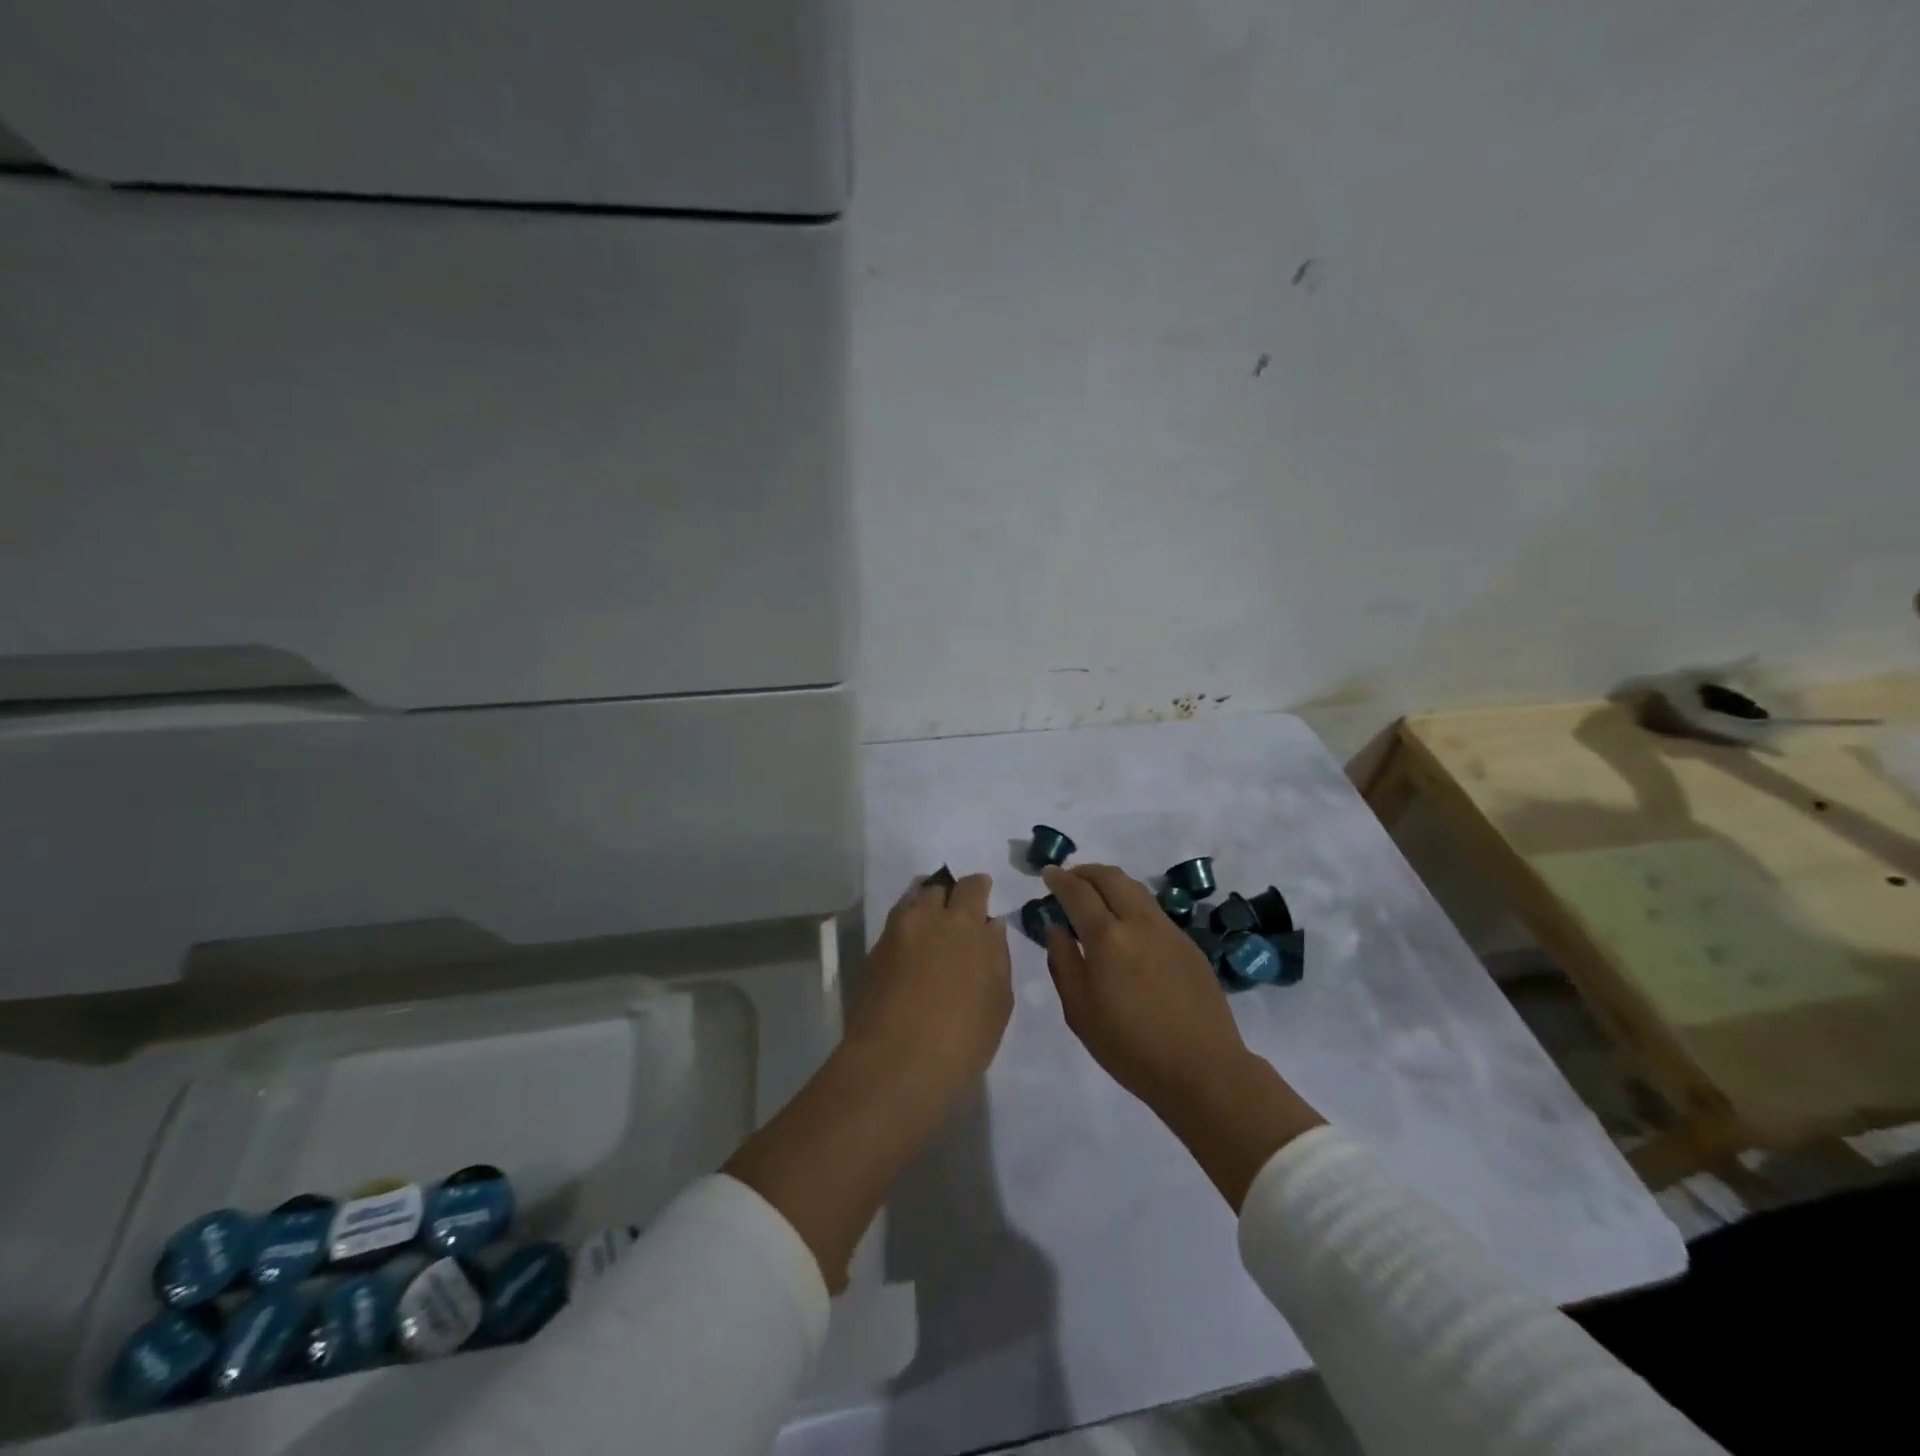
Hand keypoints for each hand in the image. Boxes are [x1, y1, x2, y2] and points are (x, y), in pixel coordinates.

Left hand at [846, 872, 1013, 1103]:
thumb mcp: (998, 1000)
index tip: (984, 893)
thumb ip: (997, 955)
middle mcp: (927, 918)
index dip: (979, 886)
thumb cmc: (963, 1038)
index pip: (972, 886)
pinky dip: (907, 926)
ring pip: (912, 901)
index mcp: (965, 924)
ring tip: (933, 923)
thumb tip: (991, 926)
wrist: (896, 1064)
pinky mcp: (873, 954)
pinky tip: (914, 946)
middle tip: (958, 912)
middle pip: (938, 888)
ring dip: (925, 904)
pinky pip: (895, 925)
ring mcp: (895, 934)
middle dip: (950, 894)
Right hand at [1041, 864, 1250, 1115]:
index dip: (1059, 879)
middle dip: (1085, 871)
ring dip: (1110, 883)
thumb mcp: (1080, 1011)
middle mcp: (1139, 923)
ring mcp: (1168, 931)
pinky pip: (1152, 910)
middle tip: (1069, 879)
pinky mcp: (1188, 944)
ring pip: (1135, 889)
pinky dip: (1131, 903)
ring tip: (1095, 895)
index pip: (1078, 892)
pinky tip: (1126, 926)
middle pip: (1110, 877)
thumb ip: (1063, 963)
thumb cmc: (1130, 1047)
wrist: (1203, 1069)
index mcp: (1107, 938)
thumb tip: (1055, 928)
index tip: (1047, 874)